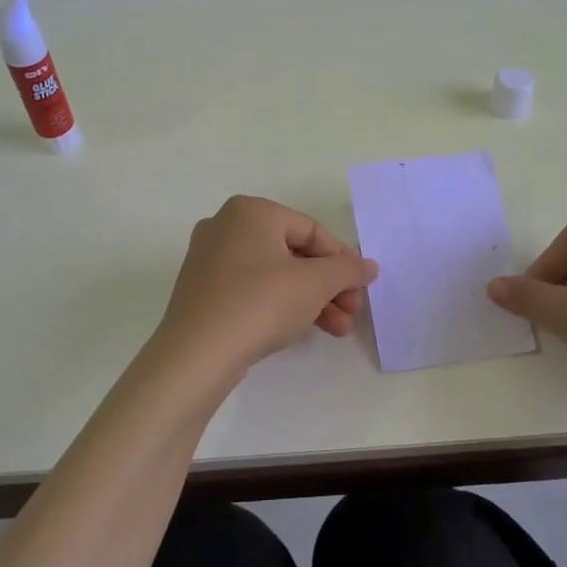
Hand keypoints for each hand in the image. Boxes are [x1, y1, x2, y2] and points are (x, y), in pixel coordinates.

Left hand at [156, 196, 379, 377]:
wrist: (197, 354)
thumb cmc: (260, 303)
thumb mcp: (314, 284)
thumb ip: (347, 270)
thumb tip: (369, 266)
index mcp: (251, 211)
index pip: (312, 230)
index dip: (343, 260)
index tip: (361, 288)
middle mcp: (226, 226)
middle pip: (294, 253)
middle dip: (328, 286)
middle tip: (351, 313)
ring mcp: (209, 259)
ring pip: (274, 274)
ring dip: (310, 300)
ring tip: (337, 330)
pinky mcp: (201, 291)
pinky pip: (251, 289)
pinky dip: (279, 305)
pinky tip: (298, 329)